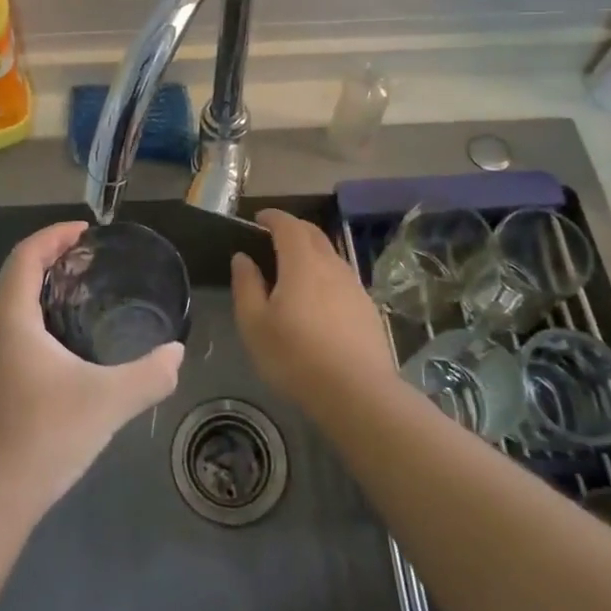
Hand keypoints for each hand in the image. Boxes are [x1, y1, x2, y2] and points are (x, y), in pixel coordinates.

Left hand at [0, 221, 183, 519]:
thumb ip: (149, 375)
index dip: (53, 235)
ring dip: (46, 287)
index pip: (26, 256)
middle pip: (19, 274)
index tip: (86, 230)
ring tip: (86, 290)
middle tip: (91, 257)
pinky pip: (20, 329)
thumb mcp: (107, 401)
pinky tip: (73, 341)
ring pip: (17, 304)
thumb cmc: (42, 436)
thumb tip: (177, 353)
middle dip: (52, 257)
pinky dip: (44, 315)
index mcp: (14, 319)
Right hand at [230, 209, 394, 413]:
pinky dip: (326, 275)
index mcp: (302, 263)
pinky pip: (342, 278)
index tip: (258, 219)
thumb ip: (246, 285)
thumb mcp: (254, 324)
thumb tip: (243, 258)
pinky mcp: (367, 309)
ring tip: (294, 270)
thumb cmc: (295, 357)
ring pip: (331, 256)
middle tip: (273, 239)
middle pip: (313, 234)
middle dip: (293, 229)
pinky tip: (318, 300)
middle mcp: (331, 266)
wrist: (358, 393)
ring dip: (311, 252)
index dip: (272, 217)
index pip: (288, 225)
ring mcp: (354, 287)